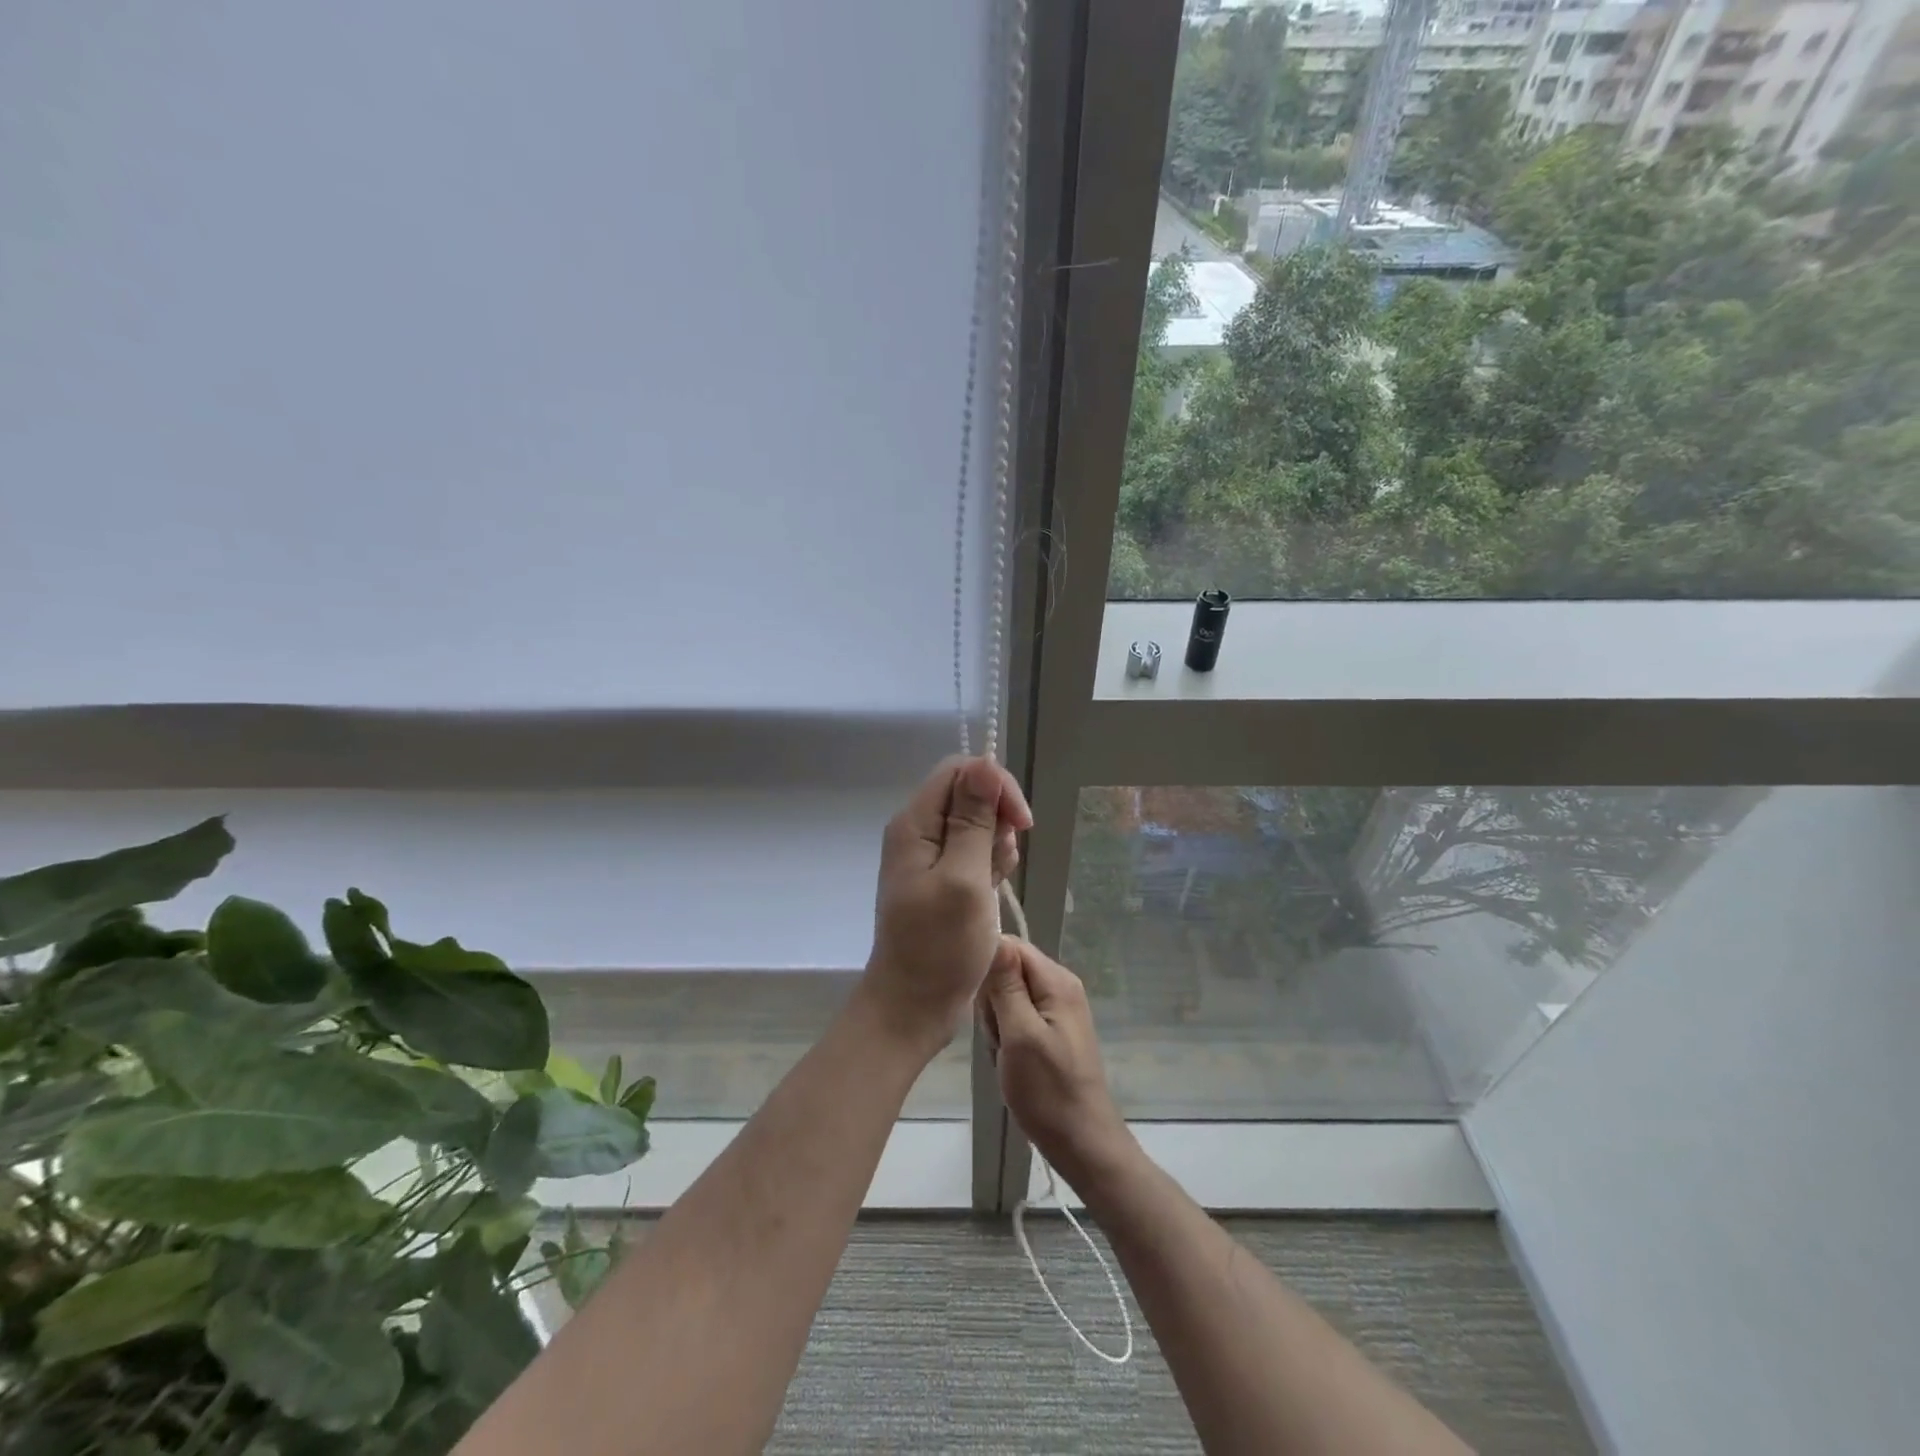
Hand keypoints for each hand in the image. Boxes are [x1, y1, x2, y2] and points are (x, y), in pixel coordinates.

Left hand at [861, 756, 1032, 1054]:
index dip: (996, 787)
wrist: (913, 1006)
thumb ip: (974, 821)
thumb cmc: (939, 947)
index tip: (1021, 824)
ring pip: (977, 824)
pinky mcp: (943, 878)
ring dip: (997, 847)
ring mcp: (930, 856)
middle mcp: (919, 831)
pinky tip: (992, 892)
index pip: (961, 771)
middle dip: (999, 820)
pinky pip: (975, 852)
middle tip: (1001, 863)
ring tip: (993, 884)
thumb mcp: (964, 879)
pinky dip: (991, 866)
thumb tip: (986, 764)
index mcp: (915, 824)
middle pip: (970, 794)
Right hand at [977, 938, 1137, 1193]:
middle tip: (999, 1037)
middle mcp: (1060, 985)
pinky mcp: (1052, 1029)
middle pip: (1009, 969)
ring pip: (1008, 995)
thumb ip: (1005, 985)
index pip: (1011, 945)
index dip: (988, 967)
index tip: (981, 1003)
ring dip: (998, 1023)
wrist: (1081, 1143)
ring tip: (1005, 1054)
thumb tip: (994, 937)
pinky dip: (1007, 1036)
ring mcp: (1058, 1008)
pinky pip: (1017, 1016)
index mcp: (1057, 980)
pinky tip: (1010, 1060)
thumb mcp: (1020, 1034)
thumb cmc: (1048, 1091)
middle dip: (992, 1000)